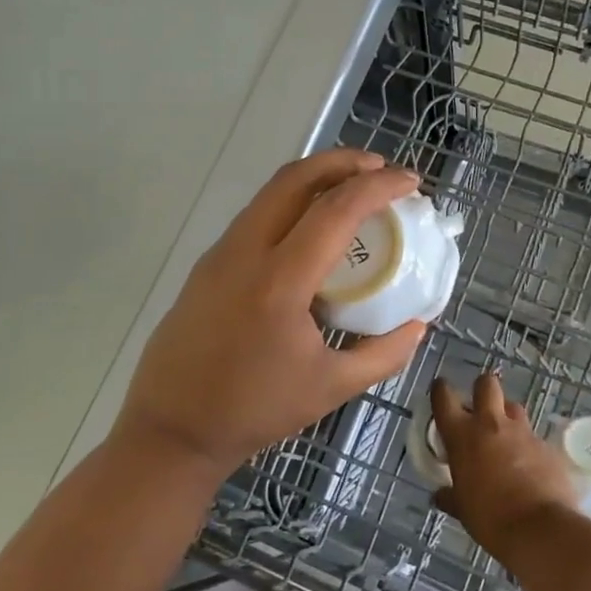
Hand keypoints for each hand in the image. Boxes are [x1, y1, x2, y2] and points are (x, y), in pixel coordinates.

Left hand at [118, 149, 428, 474]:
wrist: (171, 429)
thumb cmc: (254, 411)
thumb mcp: (331, 388)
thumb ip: (384, 354)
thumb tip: (419, 324)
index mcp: (279, 282)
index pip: (335, 211)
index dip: (379, 188)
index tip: (411, 182)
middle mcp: (245, 252)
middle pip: (295, 178)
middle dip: (343, 161)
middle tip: (381, 169)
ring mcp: (219, 254)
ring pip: (270, 192)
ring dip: (315, 178)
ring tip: (352, 189)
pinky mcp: (207, 264)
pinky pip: (256, 216)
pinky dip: (291, 203)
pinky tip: (312, 229)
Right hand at [430, 373, 578, 556]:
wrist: (540, 529)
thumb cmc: (490, 518)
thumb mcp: (462, 509)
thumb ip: (450, 496)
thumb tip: (440, 495)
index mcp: (462, 435)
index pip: (444, 397)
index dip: (440, 390)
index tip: (440, 390)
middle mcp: (491, 424)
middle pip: (486, 384)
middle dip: (482, 389)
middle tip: (480, 409)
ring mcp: (522, 432)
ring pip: (513, 407)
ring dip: (507, 416)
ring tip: (505, 437)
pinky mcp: (546, 445)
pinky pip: (534, 436)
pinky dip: (528, 446)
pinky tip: (529, 466)